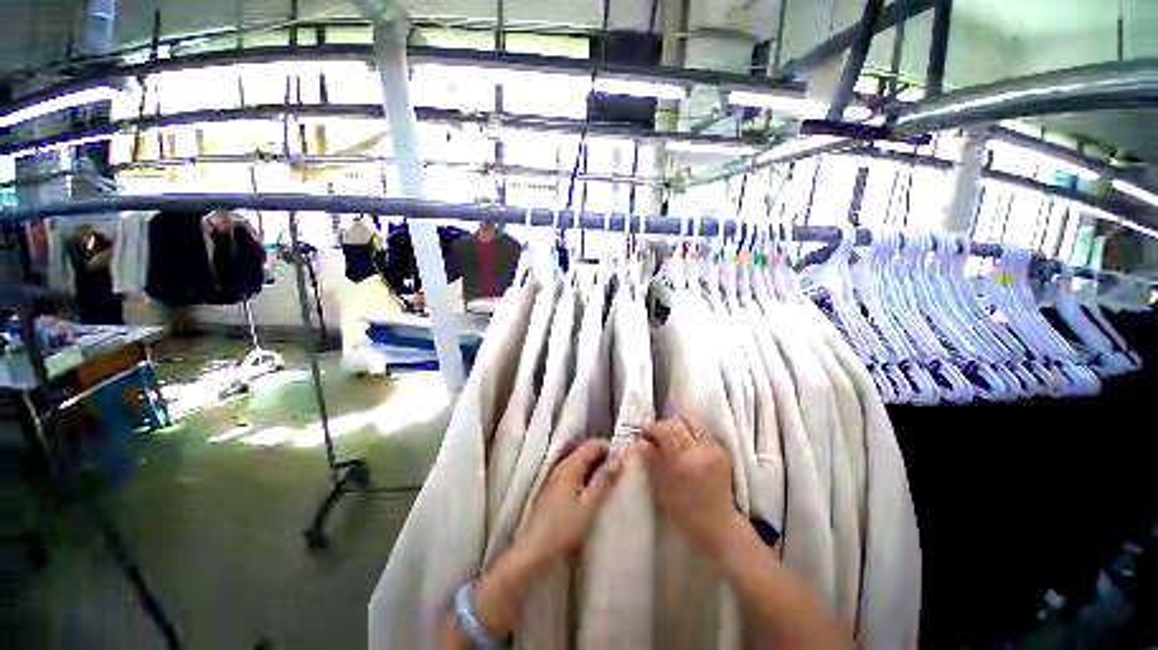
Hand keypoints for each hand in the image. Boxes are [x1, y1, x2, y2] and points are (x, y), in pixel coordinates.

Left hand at [516, 439, 624, 565]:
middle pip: (584, 450)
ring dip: (593, 467)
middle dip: (601, 458)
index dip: (608, 449)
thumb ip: (604, 480)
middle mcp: (561, 465)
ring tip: (605, 484)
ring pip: (578, 461)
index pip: (592, 444)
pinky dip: (583, 475)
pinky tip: (588, 492)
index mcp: (570, 466)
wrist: (534, 549)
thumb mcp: (589, 505)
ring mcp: (554, 476)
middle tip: (615, 474)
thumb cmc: (564, 527)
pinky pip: (571, 471)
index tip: (620, 463)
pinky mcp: (551, 487)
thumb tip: (619, 460)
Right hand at [639, 417, 744, 557]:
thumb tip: (640, 441)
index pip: (664, 431)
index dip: (652, 427)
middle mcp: (699, 451)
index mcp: (681, 461)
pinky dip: (691, 433)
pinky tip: (686, 444)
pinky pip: (703, 432)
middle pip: (677, 423)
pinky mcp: (723, 451)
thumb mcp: (660, 486)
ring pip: (692, 422)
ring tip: (672, 435)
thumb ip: (650, 459)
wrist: (717, 523)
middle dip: (664, 425)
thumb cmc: (683, 509)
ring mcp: (713, 449)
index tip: (645, 430)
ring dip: (678, 425)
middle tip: (656, 433)